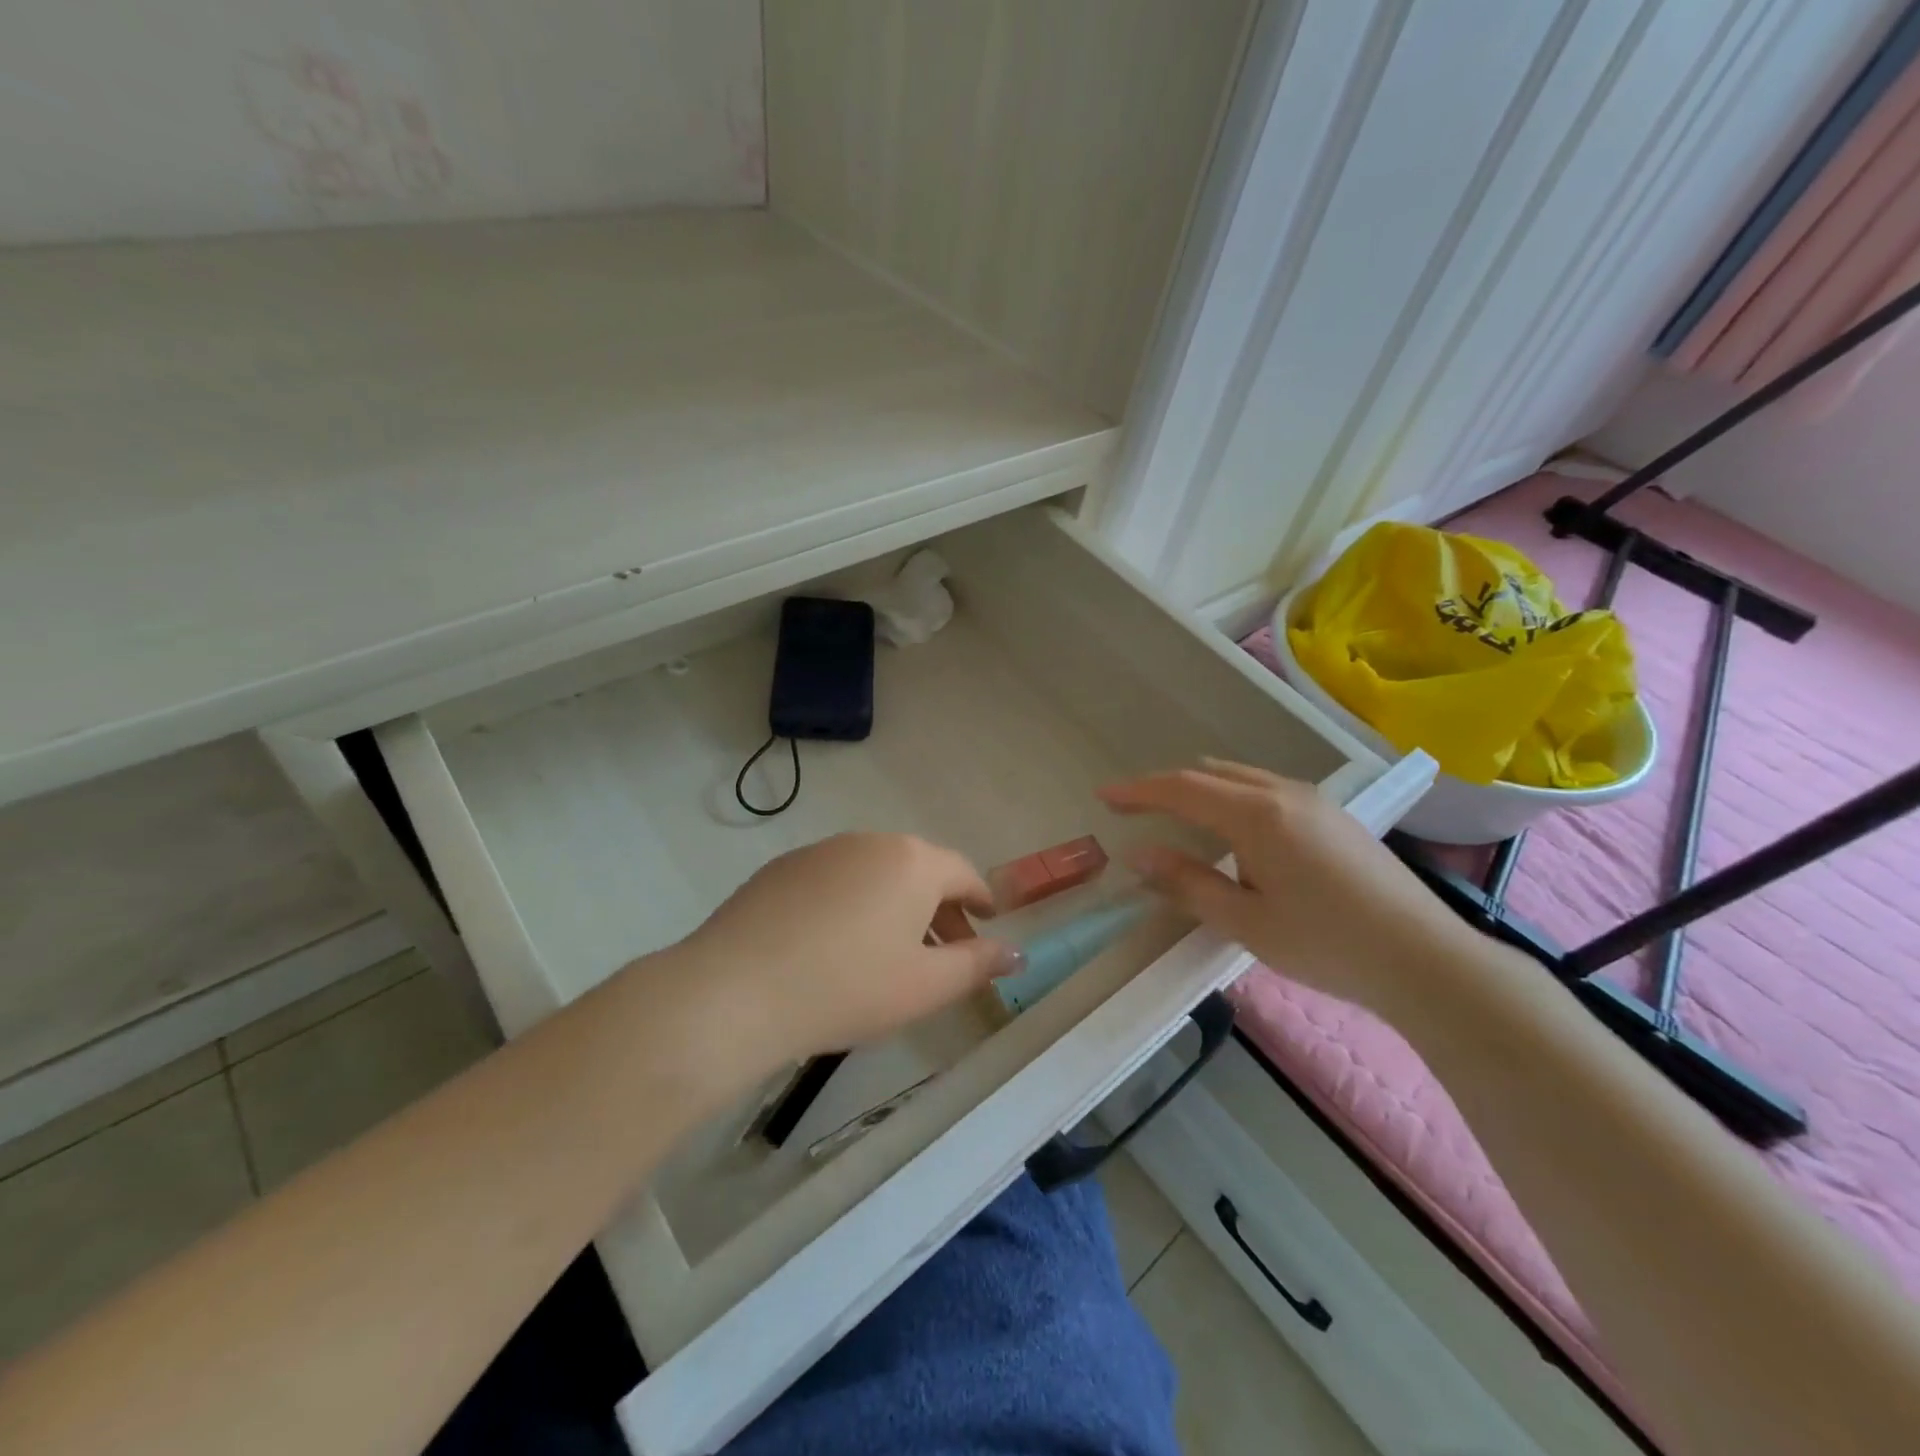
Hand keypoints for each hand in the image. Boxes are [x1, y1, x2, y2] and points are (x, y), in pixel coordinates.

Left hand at [674, 833, 1020, 1075]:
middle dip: (939, 908)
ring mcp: (821, 851)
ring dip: (895, 905)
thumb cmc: (848, 987)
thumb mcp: (926, 985)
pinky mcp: (782, 868)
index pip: (963, 873)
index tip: (988, 922)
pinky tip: (836, 945)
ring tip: (891, 952)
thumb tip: (1018, 952)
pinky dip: (852, 904)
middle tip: (945, 950)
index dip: (981, 900)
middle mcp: (870, 842)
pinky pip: (835, 880)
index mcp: (912, 862)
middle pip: (919, 870)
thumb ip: (978, 964)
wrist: (736, 990)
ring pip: (875, 873)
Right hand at [1099, 760, 1484, 1017]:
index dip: (1138, 790)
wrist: (1424, 959)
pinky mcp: (1333, 815)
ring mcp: (1313, 800)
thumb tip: (1139, 856)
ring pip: (1241, 777)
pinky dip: (1233, 797)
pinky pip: (1266, 789)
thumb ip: (1188, 883)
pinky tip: (1235, 832)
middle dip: (1167, 787)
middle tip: (1136, 810)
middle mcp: (1283, 793)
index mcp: (1257, 815)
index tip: (1103, 795)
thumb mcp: (1245, 921)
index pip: (1182, 789)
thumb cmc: (1326, 943)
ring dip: (1202, 790)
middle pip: (1210, 774)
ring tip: (1178, 819)